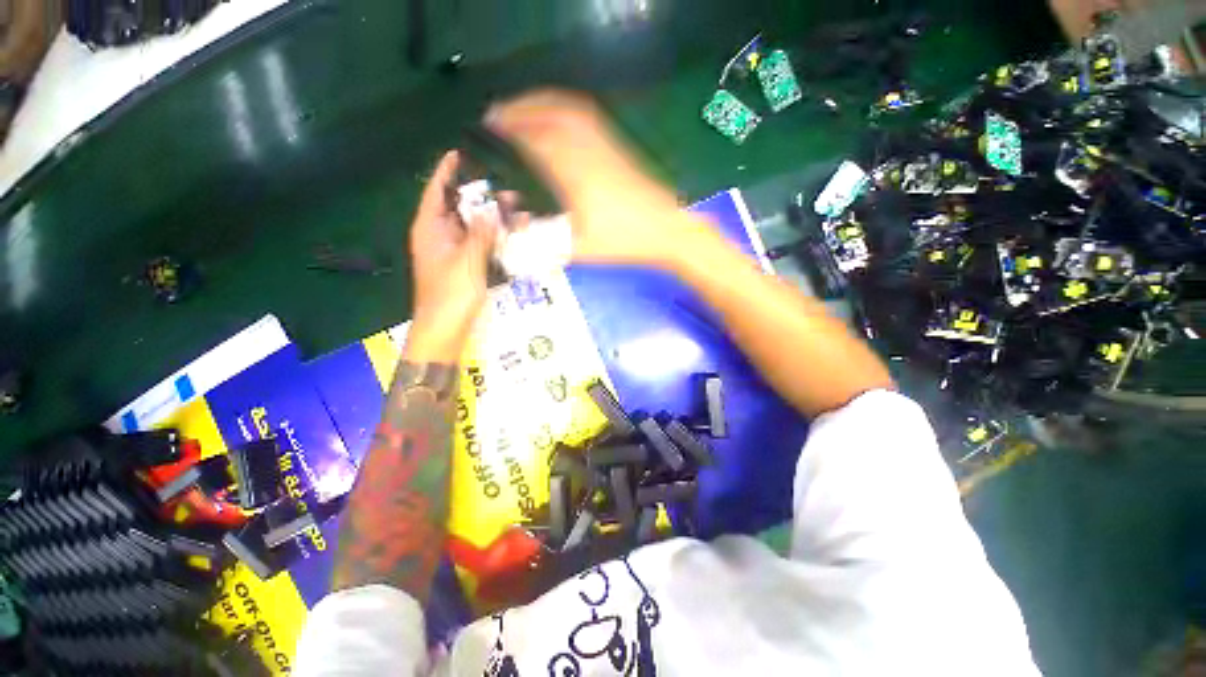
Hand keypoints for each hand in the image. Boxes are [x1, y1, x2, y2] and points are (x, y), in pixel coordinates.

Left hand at [405, 151, 501, 362]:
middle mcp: (440, 234)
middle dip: (482, 196)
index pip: (436, 190)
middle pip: (459, 206)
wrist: (446, 328)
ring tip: (516, 206)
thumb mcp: (467, 260)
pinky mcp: (466, 264)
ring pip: (473, 225)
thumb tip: (493, 206)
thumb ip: (481, 232)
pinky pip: (480, 243)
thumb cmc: (451, 293)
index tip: (463, 152)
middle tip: (505, 184)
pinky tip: (512, 231)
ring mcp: (454, 250)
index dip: (448, 170)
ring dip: (492, 217)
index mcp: (430, 228)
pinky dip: (494, 236)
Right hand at [486, 90, 701, 268]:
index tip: (490, 124)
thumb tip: (518, 233)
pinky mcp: (618, 147)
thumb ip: (547, 244)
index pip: (536, 140)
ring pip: (570, 110)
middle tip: (498, 112)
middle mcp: (588, 151)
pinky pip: (588, 117)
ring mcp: (606, 145)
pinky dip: (566, 108)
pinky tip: (559, 116)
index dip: (511, 128)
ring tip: (522, 107)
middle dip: (520, 108)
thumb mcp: (583, 250)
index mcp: (575, 175)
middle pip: (550, 115)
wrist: (666, 230)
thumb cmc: (625, 241)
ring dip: (542, 102)